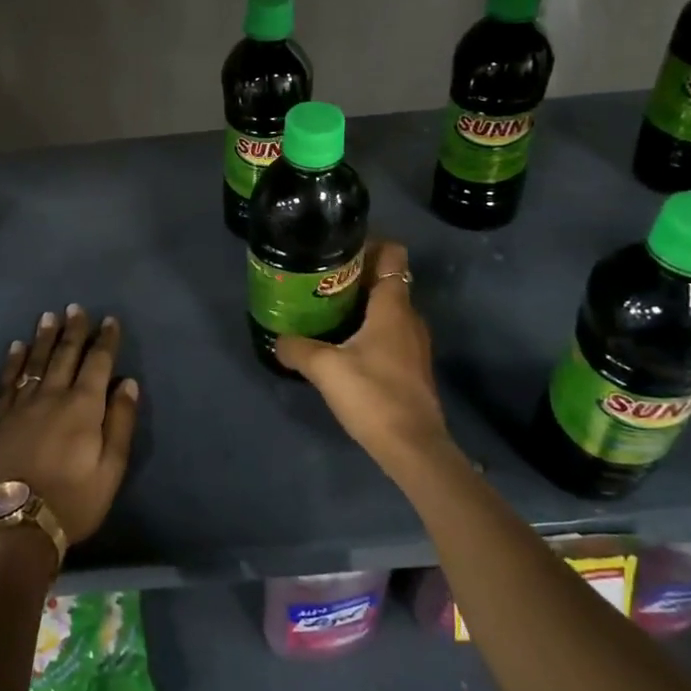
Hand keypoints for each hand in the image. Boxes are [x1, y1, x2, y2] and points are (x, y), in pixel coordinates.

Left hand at [0, 305, 138, 546]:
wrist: (15, 525)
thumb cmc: (73, 501)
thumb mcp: (111, 469)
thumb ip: (121, 423)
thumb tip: (128, 383)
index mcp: (84, 406)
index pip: (98, 363)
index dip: (105, 340)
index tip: (110, 320)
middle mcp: (52, 396)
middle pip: (65, 354)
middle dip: (74, 330)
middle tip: (76, 308)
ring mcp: (21, 405)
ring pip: (35, 362)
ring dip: (44, 337)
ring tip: (49, 316)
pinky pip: (7, 381)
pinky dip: (13, 361)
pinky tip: (16, 347)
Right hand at [275, 239, 453, 471]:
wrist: (412, 447)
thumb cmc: (372, 394)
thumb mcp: (324, 367)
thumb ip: (296, 348)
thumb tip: (277, 339)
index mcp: (393, 306)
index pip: (393, 253)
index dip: (369, 244)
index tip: (337, 249)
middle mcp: (409, 317)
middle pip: (386, 279)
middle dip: (355, 275)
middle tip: (319, 280)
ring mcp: (414, 343)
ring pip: (387, 308)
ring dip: (360, 304)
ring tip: (325, 310)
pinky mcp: (411, 366)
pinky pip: (389, 332)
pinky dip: (367, 328)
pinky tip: (341, 345)